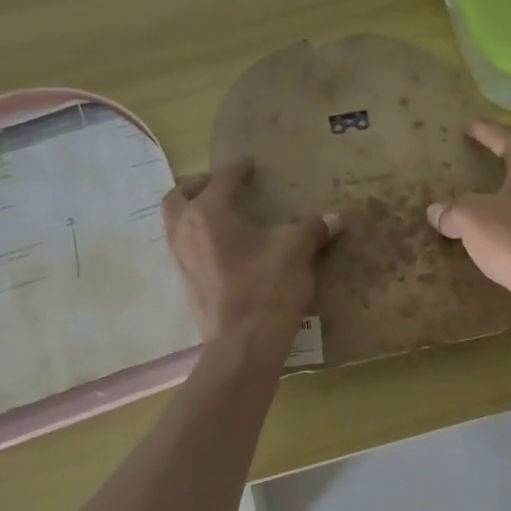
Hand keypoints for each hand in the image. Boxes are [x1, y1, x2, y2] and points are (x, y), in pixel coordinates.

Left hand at [162, 159, 339, 357]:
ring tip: (222, 215)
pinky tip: (226, 248)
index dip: (238, 169)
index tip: (250, 165)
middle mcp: (185, 230)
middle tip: (221, 185)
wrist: (243, 345)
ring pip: (176, 223)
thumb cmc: (266, 289)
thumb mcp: (295, 251)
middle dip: (198, 185)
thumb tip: (334, 219)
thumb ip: (312, 229)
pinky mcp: (187, 284)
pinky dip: (199, 238)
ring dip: (193, 212)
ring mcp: (181, 260)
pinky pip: (186, 248)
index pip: (222, 180)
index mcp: (208, 213)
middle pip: (179, 196)